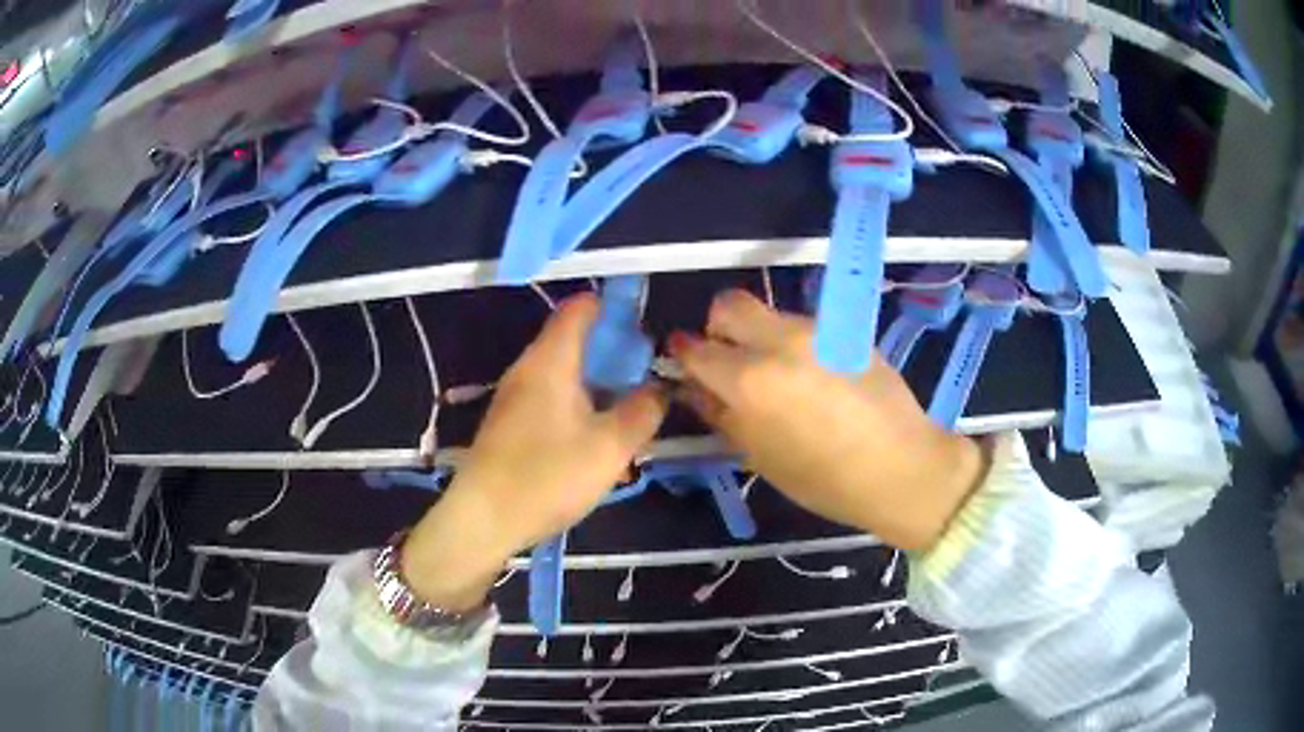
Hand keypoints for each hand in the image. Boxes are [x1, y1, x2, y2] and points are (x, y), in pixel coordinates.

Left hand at [402, 294, 667, 610]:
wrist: (484, 520)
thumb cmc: (547, 476)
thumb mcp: (610, 448)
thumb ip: (642, 412)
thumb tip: (659, 389)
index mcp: (550, 361)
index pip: (579, 309)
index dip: (611, 305)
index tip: (644, 321)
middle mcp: (528, 370)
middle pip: (572, 341)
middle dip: (612, 350)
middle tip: (647, 372)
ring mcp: (515, 398)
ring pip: (564, 374)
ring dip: (598, 383)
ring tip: (630, 407)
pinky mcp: (511, 425)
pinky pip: (552, 400)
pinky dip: (579, 405)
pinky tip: (597, 438)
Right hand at [669, 290, 986, 551]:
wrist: (900, 467)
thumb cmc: (824, 479)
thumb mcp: (760, 456)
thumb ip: (721, 415)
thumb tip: (695, 389)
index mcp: (750, 380)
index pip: (697, 348)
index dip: (684, 354)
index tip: (684, 362)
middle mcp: (779, 341)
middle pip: (729, 304)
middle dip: (718, 327)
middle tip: (729, 359)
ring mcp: (816, 331)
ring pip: (769, 313)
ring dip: (759, 335)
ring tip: (778, 374)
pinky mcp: (844, 331)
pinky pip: (802, 325)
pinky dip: (792, 342)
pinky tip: (812, 376)